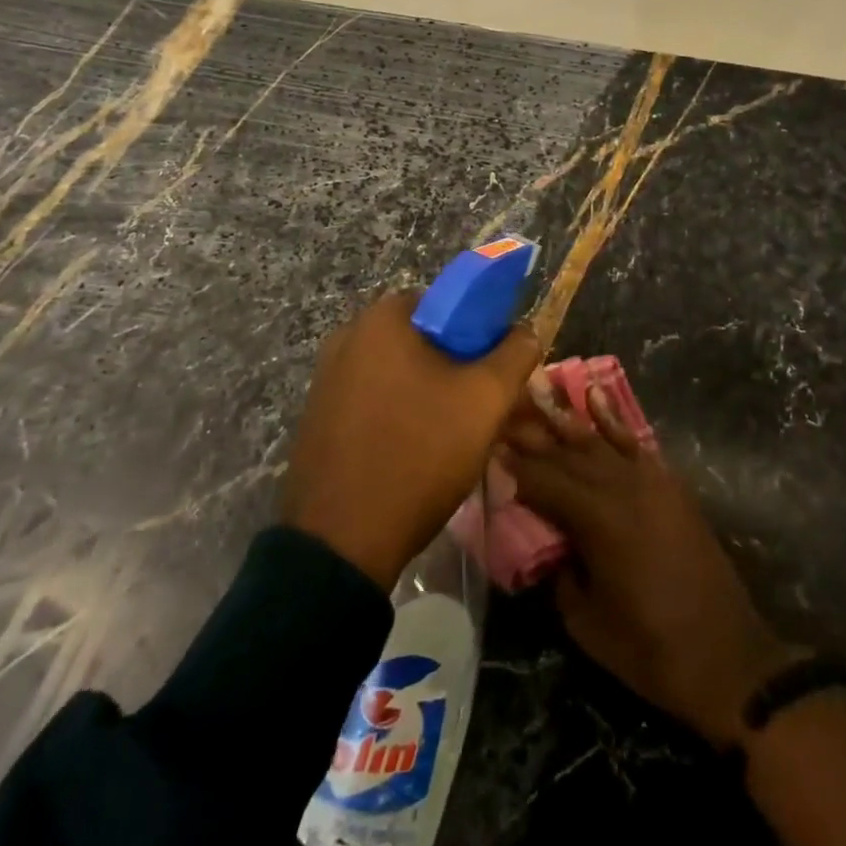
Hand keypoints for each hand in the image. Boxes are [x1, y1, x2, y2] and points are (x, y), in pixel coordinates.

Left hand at [282, 292, 540, 591]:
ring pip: (400, 374)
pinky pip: (374, 400)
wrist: (342, 542)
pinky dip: (401, 415)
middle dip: (460, 369)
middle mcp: (348, 336)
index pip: (449, 304)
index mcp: (382, 318)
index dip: (482, 334)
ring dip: (433, 395)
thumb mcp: (485, 400)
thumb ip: (515, 354)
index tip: (497, 374)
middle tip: (483, 411)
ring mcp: (327, 378)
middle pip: (424, 340)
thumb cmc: (418, 453)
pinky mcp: (319, 416)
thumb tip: (526, 331)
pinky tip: (418, 453)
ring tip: (457, 439)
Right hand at [504, 385, 799, 745]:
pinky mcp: (670, 485)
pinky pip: (634, 442)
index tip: (488, 445)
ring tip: (537, 393)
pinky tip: (594, 397)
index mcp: (596, 520)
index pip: (543, 481)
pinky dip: (612, 418)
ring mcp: (650, 481)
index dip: (514, 465)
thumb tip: (548, 544)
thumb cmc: (650, 650)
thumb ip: (559, 574)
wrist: (727, 658)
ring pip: (597, 440)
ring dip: (565, 419)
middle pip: (567, 453)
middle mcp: (621, 487)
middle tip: (503, 414)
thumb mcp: (586, 622)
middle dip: (533, 434)